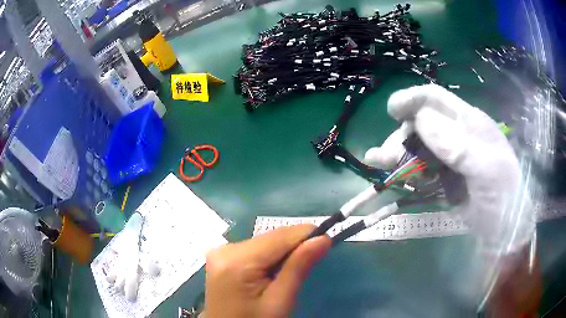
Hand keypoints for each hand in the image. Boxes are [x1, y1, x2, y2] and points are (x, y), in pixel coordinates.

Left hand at [205, 224, 330, 317]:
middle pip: (271, 237)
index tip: (326, 244)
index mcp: (237, 261)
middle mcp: (226, 248)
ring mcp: (221, 250)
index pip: (280, 236)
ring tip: (287, 274)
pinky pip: (254, 248)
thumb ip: (298, 268)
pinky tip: (270, 273)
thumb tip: (322, 238)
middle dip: (293, 247)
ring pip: (265, 241)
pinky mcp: (222, 255)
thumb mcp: (279, 302)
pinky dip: (268, 257)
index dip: (306, 235)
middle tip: (308, 264)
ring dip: (281, 253)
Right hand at [364, 84, 534, 252]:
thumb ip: (459, 146)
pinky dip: (407, 172)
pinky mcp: (443, 177)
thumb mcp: (487, 171)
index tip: (392, 111)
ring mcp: (449, 157)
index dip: (413, 99)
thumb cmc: (503, 197)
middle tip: (386, 157)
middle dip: (401, 136)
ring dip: (398, 153)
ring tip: (378, 162)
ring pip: (417, 146)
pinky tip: (397, 178)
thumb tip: (421, 121)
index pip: (437, 99)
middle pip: (421, 123)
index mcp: (470, 123)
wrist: (503, 229)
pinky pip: (420, 169)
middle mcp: (457, 134)